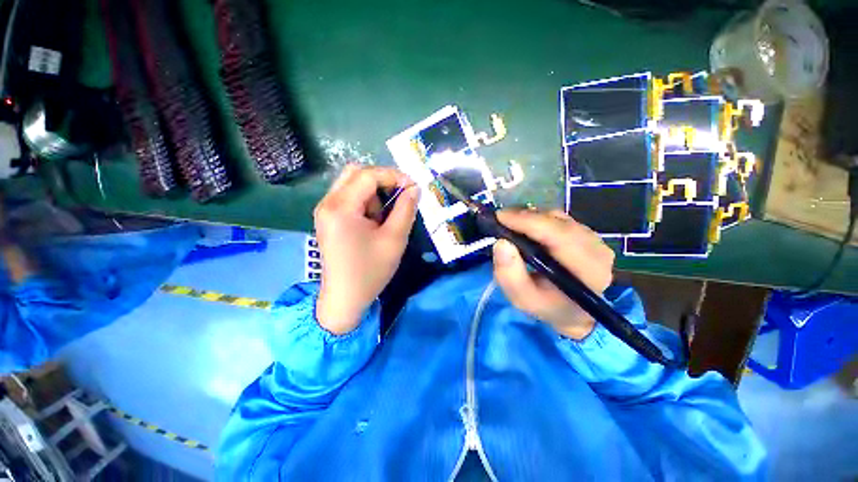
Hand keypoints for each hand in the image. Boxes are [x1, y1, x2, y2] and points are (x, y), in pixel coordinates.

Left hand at [314, 164, 419, 333]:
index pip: (368, 175)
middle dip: (382, 181)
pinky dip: (365, 203)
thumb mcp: (394, 239)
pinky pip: (349, 198)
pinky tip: (373, 223)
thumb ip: (406, 209)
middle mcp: (327, 203)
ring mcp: (325, 210)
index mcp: (341, 207)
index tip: (413, 187)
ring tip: (383, 219)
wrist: (344, 298)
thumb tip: (415, 188)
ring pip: (352, 185)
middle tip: (399, 197)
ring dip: (373, 194)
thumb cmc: (370, 271)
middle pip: (356, 173)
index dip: (394, 176)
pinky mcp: (328, 219)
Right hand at [491, 209, 614, 339]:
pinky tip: (526, 228)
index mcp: (588, 270)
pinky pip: (560, 219)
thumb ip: (509, 275)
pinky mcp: (588, 234)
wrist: (572, 311)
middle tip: (501, 219)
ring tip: (511, 225)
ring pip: (558, 218)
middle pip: (558, 222)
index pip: (559, 236)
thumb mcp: (522, 299)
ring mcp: (596, 240)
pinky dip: (539, 220)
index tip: (500, 217)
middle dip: (526, 217)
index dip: (528, 222)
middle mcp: (598, 250)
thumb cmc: (546, 306)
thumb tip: (501, 243)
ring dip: (531, 218)